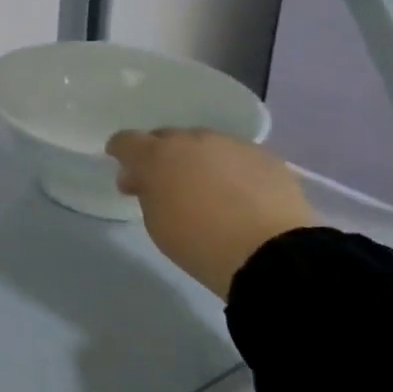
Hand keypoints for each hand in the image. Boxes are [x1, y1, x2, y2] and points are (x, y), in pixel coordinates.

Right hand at [107, 130, 317, 298]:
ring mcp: (232, 144)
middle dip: (161, 156)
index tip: (124, 169)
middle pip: (167, 138)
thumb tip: (147, 180)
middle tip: (165, 184)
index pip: (126, 141)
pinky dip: (230, 169)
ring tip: (207, 189)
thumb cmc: (199, 242)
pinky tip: (239, 193)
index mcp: (157, 155)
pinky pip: (237, 156)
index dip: (121, 152)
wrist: (271, 253)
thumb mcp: (155, 221)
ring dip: (198, 160)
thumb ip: (147, 193)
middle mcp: (192, 140)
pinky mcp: (266, 157)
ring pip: (204, 145)